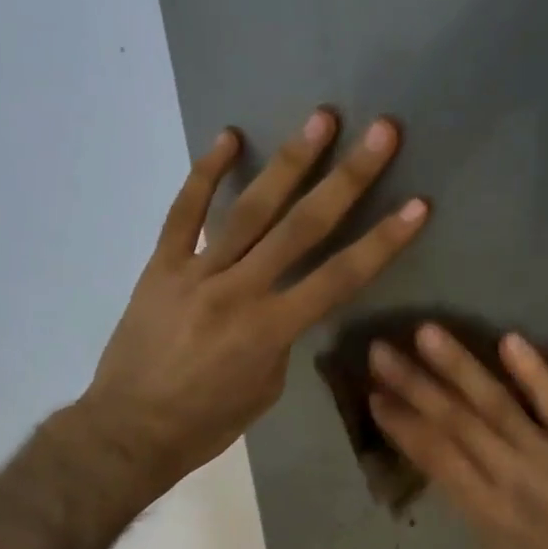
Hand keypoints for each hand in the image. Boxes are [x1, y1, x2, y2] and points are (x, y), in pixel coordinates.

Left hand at [80, 110, 427, 500]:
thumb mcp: (265, 388)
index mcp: (271, 330)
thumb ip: (282, 336)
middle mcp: (239, 291)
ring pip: (250, 210)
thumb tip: (285, 300)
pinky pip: (184, 213)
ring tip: (322, 119)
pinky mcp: (161, 266)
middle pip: (303, 227)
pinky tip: (229, 138)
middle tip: (380, 132)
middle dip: (348, 178)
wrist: (130, 430)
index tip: (417, 205)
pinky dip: (206, 174)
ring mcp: (196, 272)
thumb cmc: (208, 422)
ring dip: (290, 162)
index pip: (340, 278)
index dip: (383, 241)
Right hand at [367, 324, 547, 548]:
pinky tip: (509, 340)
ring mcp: (546, 456)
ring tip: (428, 334)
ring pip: (495, 404)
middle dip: (414, 385)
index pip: (434, 456)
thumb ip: (474, 506)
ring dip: (459, 367)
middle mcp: (507, 476)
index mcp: (482, 510)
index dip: (401, 424)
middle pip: (454, 422)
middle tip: (381, 352)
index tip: (375, 396)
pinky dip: (534, 373)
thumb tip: (452, 468)